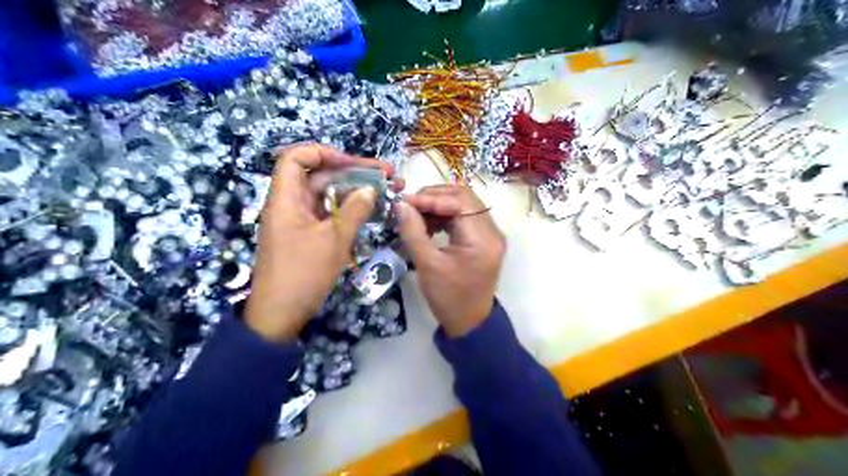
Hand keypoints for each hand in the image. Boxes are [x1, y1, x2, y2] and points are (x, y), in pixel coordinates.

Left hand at [243, 145, 392, 342]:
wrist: (280, 314)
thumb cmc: (302, 274)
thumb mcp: (333, 241)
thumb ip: (354, 211)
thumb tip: (370, 189)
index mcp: (286, 198)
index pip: (297, 158)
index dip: (324, 153)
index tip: (353, 163)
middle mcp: (291, 204)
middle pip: (320, 176)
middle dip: (353, 172)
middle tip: (387, 175)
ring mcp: (299, 220)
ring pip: (328, 195)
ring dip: (355, 191)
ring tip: (386, 190)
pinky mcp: (307, 235)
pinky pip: (328, 214)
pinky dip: (347, 210)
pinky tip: (369, 211)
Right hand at [397, 184, 505, 336]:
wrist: (469, 322)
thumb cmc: (448, 298)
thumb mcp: (427, 265)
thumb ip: (413, 231)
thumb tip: (400, 204)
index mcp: (482, 238)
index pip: (459, 201)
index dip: (430, 197)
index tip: (404, 202)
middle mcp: (492, 231)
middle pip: (464, 197)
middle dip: (434, 197)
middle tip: (410, 206)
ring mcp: (491, 234)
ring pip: (465, 204)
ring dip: (439, 205)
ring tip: (417, 216)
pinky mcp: (485, 239)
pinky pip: (465, 216)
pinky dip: (446, 215)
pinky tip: (429, 224)